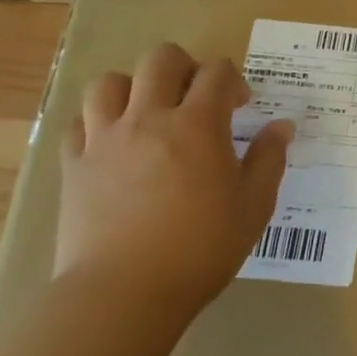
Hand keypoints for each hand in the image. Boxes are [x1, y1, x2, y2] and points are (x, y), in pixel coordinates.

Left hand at [55, 44, 292, 330]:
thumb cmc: (199, 249)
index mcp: (198, 124)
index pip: (216, 71)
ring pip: (109, 83)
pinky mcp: (74, 167)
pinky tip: (111, 144)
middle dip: (183, 67)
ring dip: (133, 88)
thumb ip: (269, 159)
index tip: (239, 105)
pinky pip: (78, 124)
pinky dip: (96, 123)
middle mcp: (149, 118)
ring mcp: (105, 140)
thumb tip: (282, 126)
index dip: (232, 80)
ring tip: (146, 113)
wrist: (122, 296)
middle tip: (194, 97)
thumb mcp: (253, 206)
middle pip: (160, 59)